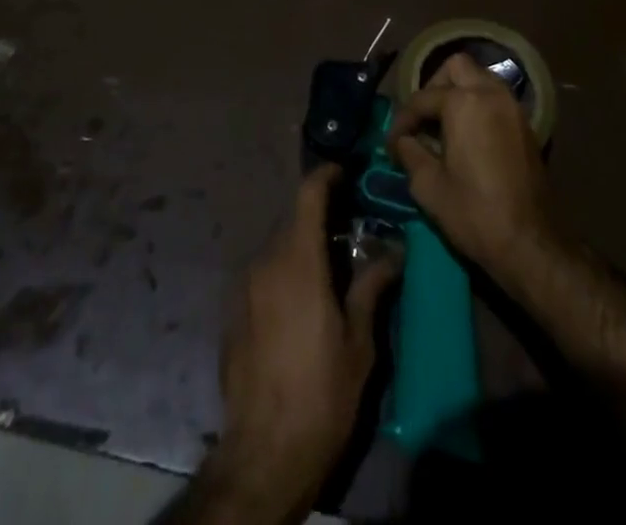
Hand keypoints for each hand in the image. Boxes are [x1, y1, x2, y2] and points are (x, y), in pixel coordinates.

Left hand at [205, 165, 397, 521]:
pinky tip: (301, 305)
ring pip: (277, 249)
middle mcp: (266, 263)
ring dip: (302, 250)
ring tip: (329, 272)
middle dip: (320, 220)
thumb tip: (392, 254)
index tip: (344, 173)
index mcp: (298, 261)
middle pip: (294, 222)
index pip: (308, 195)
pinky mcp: (233, 313)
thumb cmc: (321, 394)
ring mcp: (244, 287)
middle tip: (349, 234)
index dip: (326, 176)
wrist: (264, 453)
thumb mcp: (358, 343)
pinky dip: (283, 274)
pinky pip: (262, 276)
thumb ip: (371, 288)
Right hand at [389, 52, 558, 288]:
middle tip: (422, 119)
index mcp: (464, 102)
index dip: (402, 121)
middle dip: (434, 87)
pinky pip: (495, 98)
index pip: (422, 99)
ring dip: (458, 92)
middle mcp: (490, 93)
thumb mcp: (429, 186)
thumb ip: (410, 153)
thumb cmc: (474, 213)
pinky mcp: (525, 125)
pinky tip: (467, 136)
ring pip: (480, 78)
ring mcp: (512, 107)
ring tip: (442, 125)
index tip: (392, 144)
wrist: (530, 244)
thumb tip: (402, 141)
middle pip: (456, 67)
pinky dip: (478, 105)